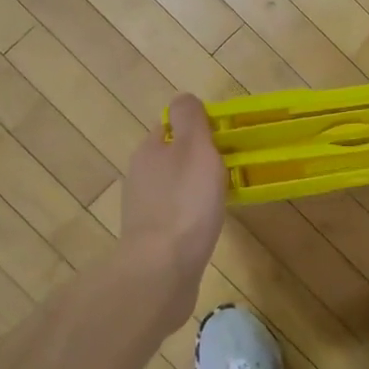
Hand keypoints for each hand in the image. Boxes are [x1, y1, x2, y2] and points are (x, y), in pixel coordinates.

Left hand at [120, 94, 226, 285]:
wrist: (163, 269)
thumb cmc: (185, 203)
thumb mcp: (195, 148)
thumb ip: (190, 120)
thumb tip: (184, 98)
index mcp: (148, 151)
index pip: (169, 127)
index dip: (195, 129)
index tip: (223, 139)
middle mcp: (139, 177)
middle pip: (170, 158)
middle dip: (196, 160)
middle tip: (229, 166)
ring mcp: (143, 210)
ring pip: (173, 188)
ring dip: (194, 189)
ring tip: (222, 196)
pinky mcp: (152, 239)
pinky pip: (175, 216)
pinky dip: (191, 215)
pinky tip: (207, 225)